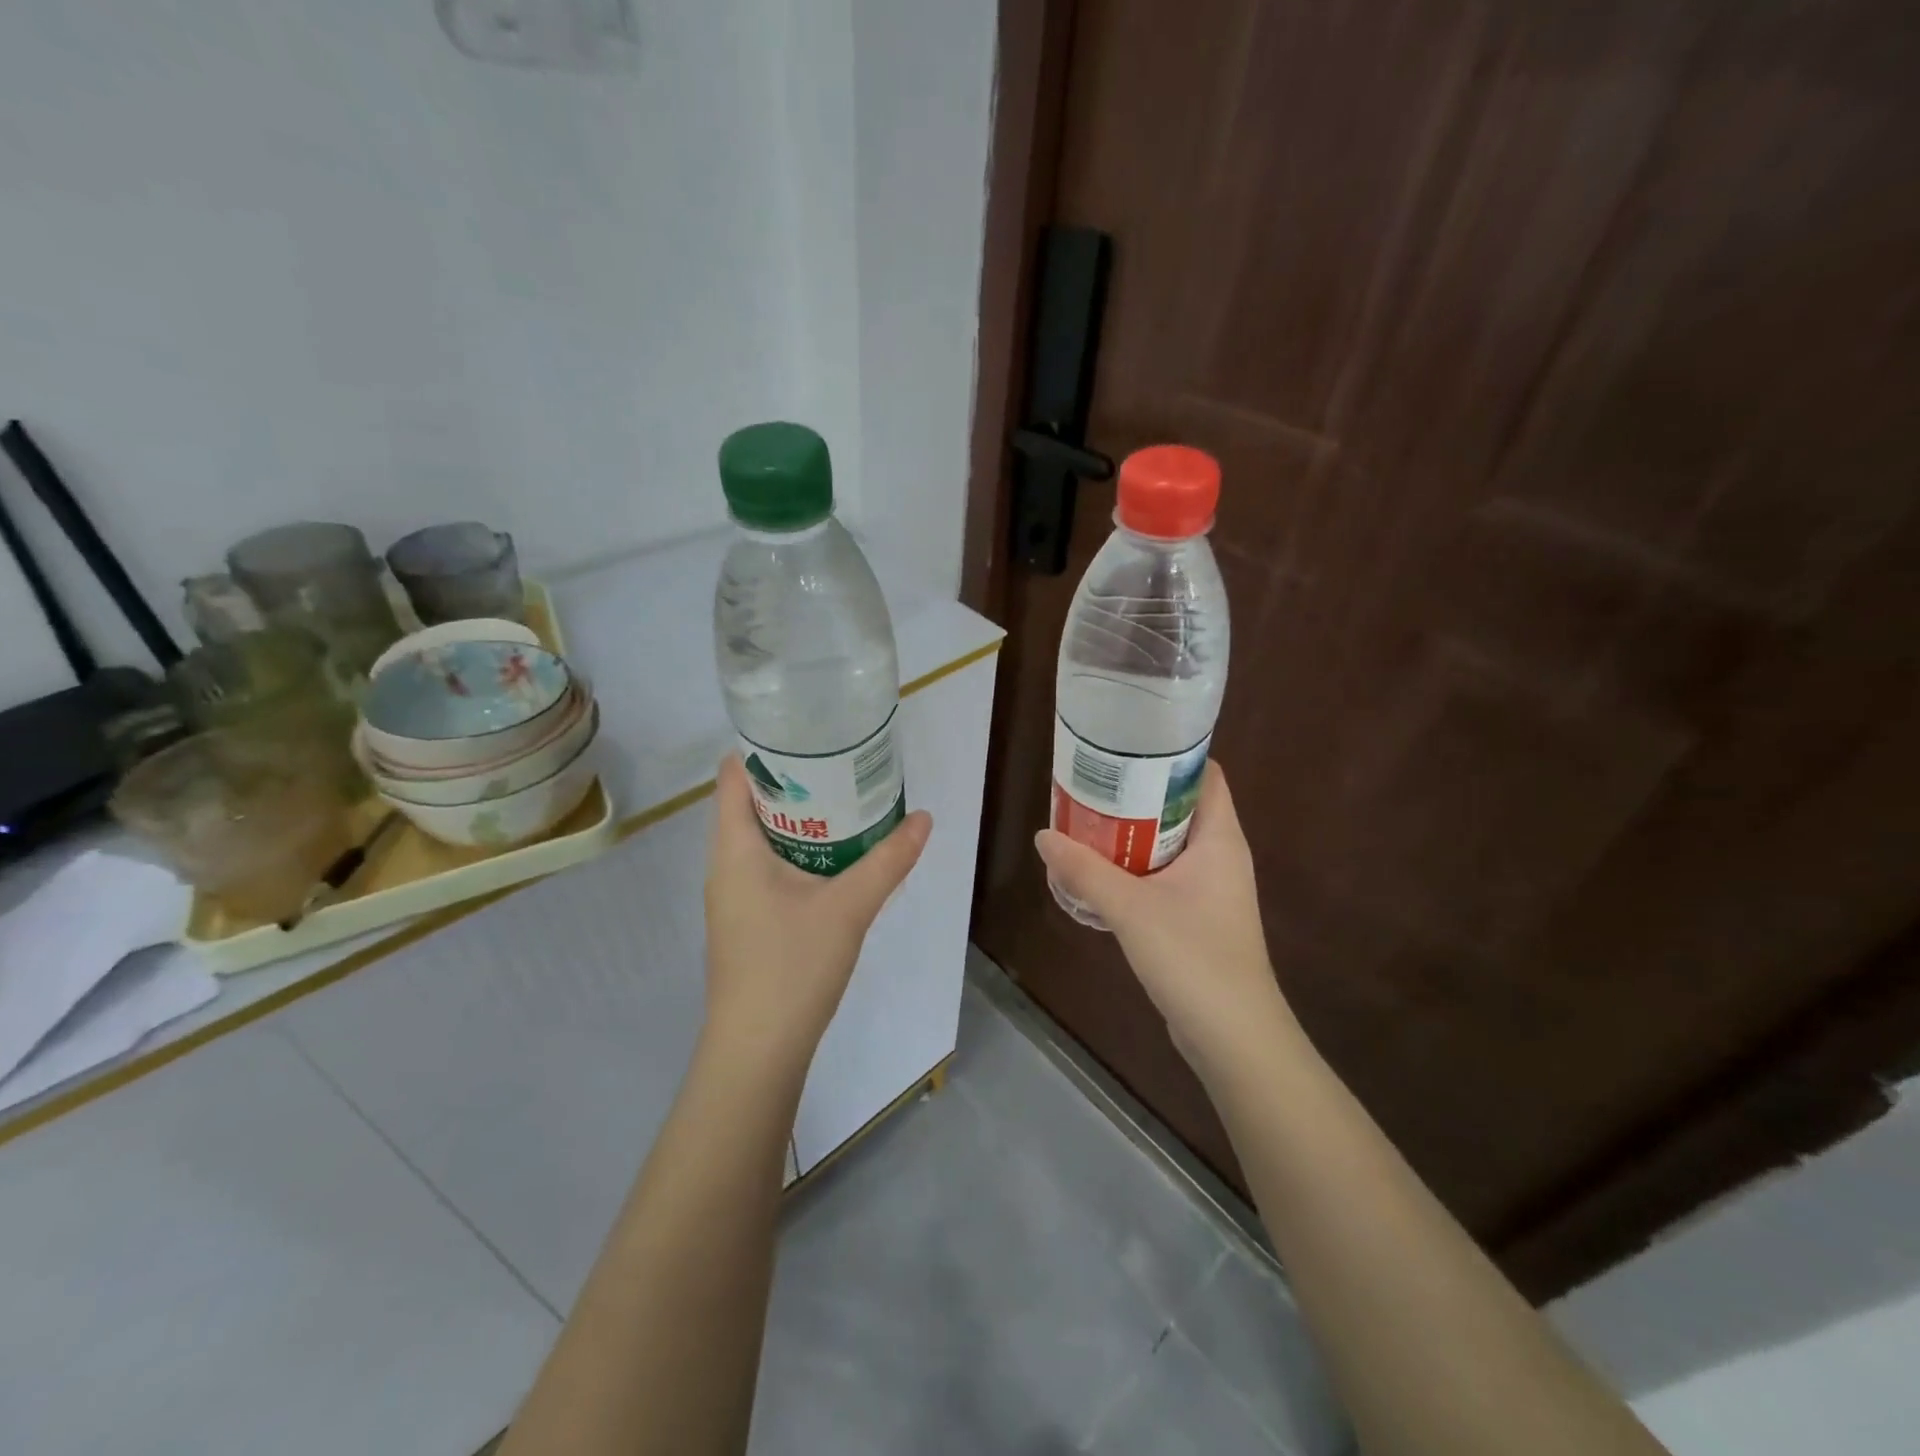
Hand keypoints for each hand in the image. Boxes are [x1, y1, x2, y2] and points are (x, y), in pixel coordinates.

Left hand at [702, 754, 931, 1078]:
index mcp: (735, 848)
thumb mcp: (849, 907)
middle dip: (795, 780)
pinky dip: (798, 849)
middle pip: (751, 802)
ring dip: (799, 817)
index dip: (764, 747)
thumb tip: (925, 818)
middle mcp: (726, 864)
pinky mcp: (747, 919)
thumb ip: (888, 860)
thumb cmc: (792, 966)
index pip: (733, 775)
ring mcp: (733, 895)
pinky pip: (768, 866)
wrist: (758, 1050)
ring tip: (845, 799)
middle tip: (841, 762)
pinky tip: (835, 856)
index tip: (808, 732)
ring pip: (762, 837)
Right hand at [1035, 762, 1290, 1072]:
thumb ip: (1085, 871)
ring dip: (1131, 832)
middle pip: (1179, 805)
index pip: (1204, 774)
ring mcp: (1211, 888)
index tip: (1125, 745)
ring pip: (1168, 842)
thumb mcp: (1131, 908)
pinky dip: (1135, 866)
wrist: (1233, 1037)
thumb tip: (1044, 836)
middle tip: (1091, 782)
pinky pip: (1164, 875)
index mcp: (1220, 838)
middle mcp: (1220, 855)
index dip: (1169, 754)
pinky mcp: (1198, 916)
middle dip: (1136, 792)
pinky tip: (1099, 871)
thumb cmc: (1194, 958)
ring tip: (1086, 819)